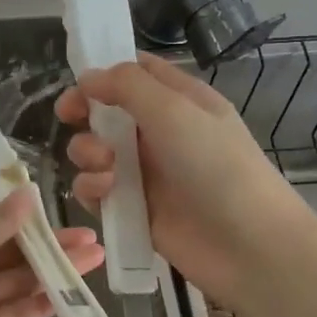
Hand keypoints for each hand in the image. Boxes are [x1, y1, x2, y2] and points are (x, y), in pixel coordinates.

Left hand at [0, 192, 103, 316]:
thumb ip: (3, 221)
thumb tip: (28, 191)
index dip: (32, 221)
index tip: (66, 220)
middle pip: (13, 253)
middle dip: (51, 248)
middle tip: (93, 243)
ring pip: (17, 282)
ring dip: (52, 274)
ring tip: (92, 266)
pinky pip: (11, 313)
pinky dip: (37, 306)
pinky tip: (69, 299)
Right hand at [55, 53, 312, 306]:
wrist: (248, 246)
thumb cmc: (216, 166)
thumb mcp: (175, 111)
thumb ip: (127, 85)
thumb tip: (87, 76)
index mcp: (178, 101)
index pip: (136, 73)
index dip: (104, 71)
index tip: (78, 81)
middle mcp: (159, 132)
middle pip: (106, 111)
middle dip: (83, 112)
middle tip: (69, 116)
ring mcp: (144, 172)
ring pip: (94, 150)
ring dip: (87, 151)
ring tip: (104, 164)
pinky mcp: (132, 209)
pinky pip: (96, 190)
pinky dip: (92, 188)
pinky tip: (105, 192)